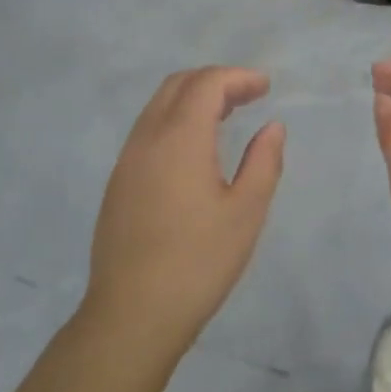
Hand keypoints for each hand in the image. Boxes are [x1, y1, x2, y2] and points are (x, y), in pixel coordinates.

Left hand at [83, 67, 284, 356]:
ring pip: (158, 106)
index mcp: (179, 139)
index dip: (238, 77)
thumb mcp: (246, 212)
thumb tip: (272, 127)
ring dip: (193, 99)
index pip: (206, 84)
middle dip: (215, 81)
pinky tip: (194, 149)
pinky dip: (175, 120)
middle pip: (178, 85)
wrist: (132, 314)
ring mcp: (127, 160)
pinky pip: (147, 130)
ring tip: (226, 115)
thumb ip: (263, 162)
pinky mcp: (118, 182)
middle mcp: (147, 138)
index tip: (266, 87)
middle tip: (248, 95)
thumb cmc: (198, 262)